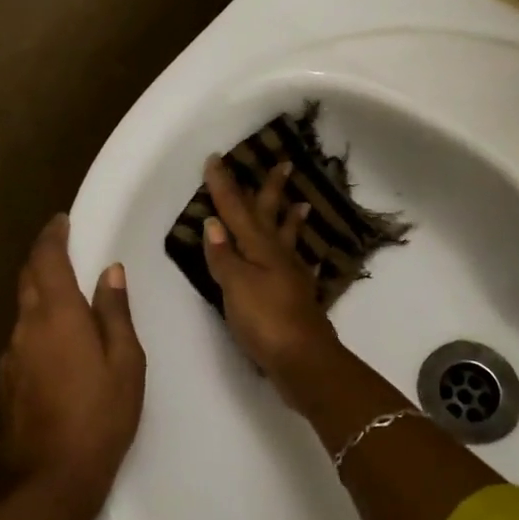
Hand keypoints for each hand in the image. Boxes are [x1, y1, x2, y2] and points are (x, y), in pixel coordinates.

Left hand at [0, 215, 144, 511]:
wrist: (54, 475)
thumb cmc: (101, 414)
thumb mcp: (125, 361)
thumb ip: (115, 312)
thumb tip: (110, 273)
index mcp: (57, 315)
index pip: (47, 259)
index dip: (53, 236)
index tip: (61, 221)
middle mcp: (27, 326)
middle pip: (28, 278)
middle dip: (43, 257)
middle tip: (63, 248)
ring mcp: (12, 354)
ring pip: (24, 308)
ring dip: (40, 291)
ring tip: (66, 293)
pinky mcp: (8, 379)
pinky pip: (23, 336)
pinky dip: (38, 322)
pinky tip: (57, 341)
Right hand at [202, 154, 343, 405]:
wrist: (303, 360)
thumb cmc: (265, 320)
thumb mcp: (236, 286)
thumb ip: (224, 256)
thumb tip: (213, 223)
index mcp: (260, 248)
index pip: (236, 210)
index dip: (224, 185)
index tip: (216, 159)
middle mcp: (278, 256)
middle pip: (270, 216)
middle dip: (271, 190)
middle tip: (284, 163)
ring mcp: (291, 276)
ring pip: (288, 239)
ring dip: (290, 219)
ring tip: (301, 202)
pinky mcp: (297, 297)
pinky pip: (297, 266)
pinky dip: (299, 257)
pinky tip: (305, 259)